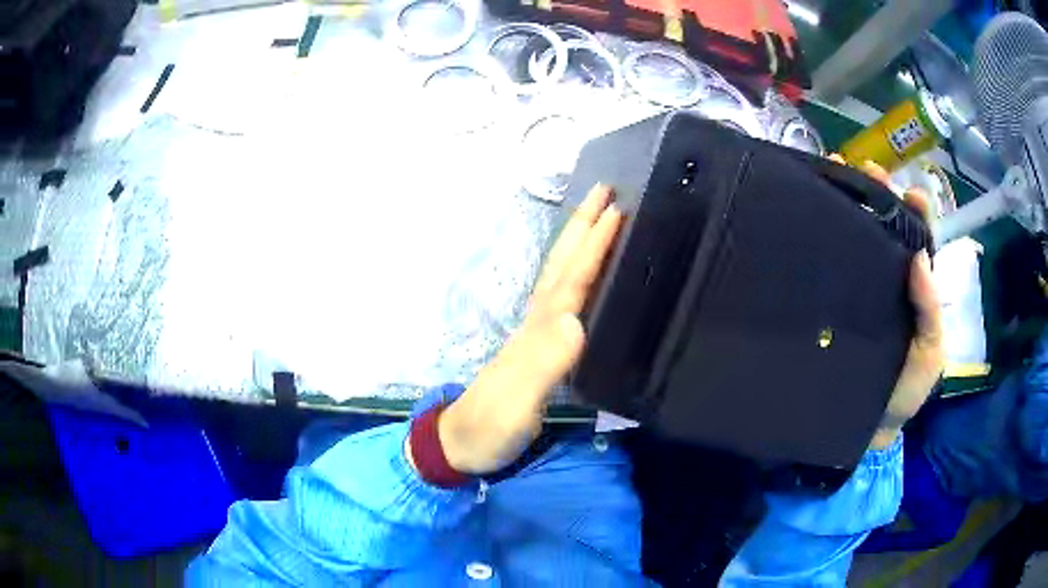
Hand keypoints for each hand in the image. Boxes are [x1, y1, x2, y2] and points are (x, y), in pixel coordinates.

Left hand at [438, 185, 623, 473]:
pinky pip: (563, 297)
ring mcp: (535, 334)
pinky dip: (576, 274)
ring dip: (578, 241)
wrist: (462, 444)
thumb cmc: (491, 427)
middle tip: (606, 190)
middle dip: (582, 224)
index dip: (594, 244)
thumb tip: (576, 319)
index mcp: (538, 330)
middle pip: (561, 264)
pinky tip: (585, 273)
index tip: (617, 209)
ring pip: (559, 275)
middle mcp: (537, 323)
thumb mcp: (518, 403)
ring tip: (598, 216)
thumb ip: (543, 363)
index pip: (571, 278)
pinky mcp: (538, 349)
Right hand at [833, 157, 944, 448]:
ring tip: (835, 172)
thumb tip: (919, 257)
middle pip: (887, 229)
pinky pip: (831, 266)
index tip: (909, 191)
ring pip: (858, 238)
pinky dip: (825, 236)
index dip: (916, 212)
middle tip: (865, 170)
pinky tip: (814, 214)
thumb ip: (930, 311)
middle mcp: (888, 282)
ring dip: (851, 204)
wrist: (863, 429)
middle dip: (879, 195)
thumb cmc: (903, 394)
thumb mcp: (929, 355)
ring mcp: (858, 290)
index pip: (918, 241)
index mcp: (915, 290)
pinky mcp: (832, 302)